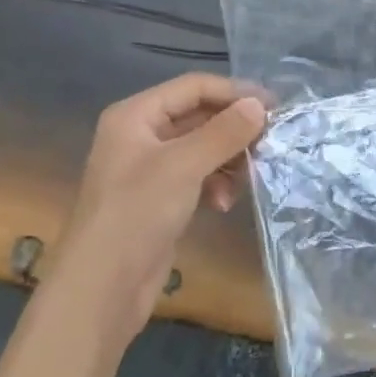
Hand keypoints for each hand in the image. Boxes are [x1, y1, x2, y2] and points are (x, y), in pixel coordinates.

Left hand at [54, 74, 266, 337]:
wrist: (101, 288)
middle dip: (233, 129)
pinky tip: (224, 203)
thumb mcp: (184, 166)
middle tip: (270, 141)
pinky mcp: (159, 199)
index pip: (193, 87)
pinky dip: (215, 183)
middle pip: (198, 116)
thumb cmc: (137, 213)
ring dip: (227, 159)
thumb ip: (224, 132)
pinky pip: (197, 176)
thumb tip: (259, 106)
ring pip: (201, 148)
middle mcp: (140, 135)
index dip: (233, 92)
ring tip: (249, 176)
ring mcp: (149, 169)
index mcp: (135, 115)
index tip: (274, 106)